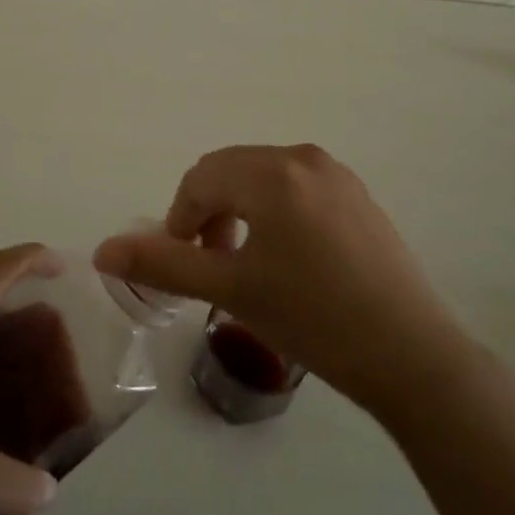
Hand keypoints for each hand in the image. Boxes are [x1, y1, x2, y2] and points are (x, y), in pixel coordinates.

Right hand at [95, 145, 472, 415]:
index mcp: (272, 172)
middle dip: (209, 212)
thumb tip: (102, 249)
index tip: (184, 264)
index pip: (201, 179)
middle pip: (231, 171)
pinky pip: (297, 189)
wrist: (412, 356)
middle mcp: (304, 158)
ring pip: (263, 179)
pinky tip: (288, 260)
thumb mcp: (230, 289)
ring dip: (240, 211)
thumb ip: (163, 263)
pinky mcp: (358, 197)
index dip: (179, 219)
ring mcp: (337, 175)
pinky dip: (274, 212)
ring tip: (246, 263)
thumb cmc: (313, 318)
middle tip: (212, 265)